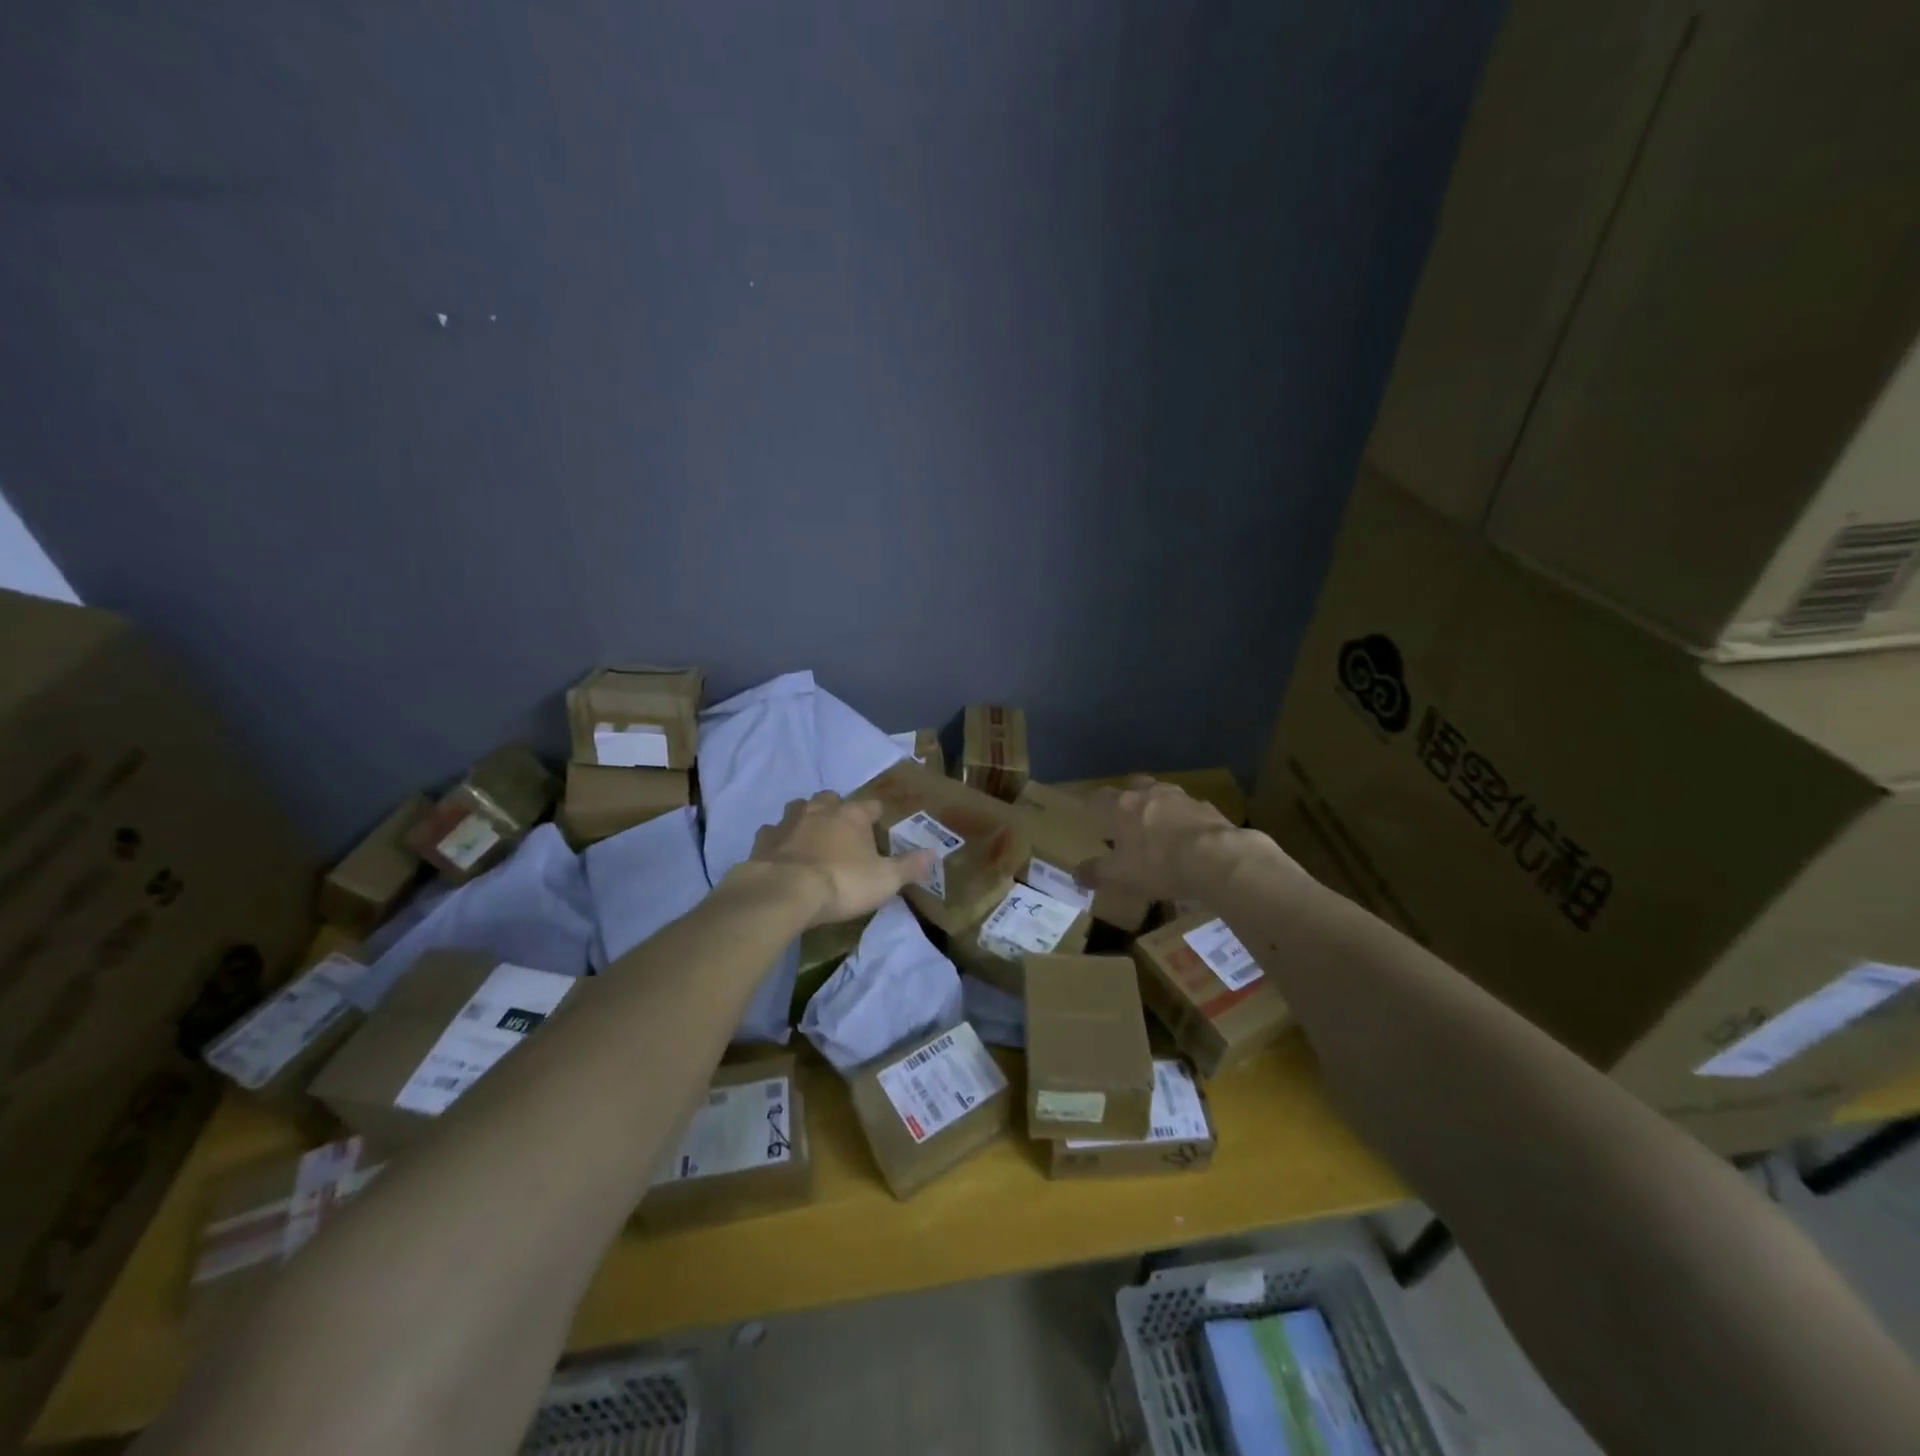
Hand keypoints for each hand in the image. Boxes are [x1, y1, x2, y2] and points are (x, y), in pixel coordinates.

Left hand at [748, 792, 932, 926]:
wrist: (784, 893)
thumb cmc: (841, 883)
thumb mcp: (884, 880)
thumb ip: (908, 866)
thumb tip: (933, 853)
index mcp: (852, 815)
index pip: (871, 806)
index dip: (876, 816)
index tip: (878, 827)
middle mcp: (820, 809)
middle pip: (831, 799)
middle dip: (836, 809)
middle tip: (842, 831)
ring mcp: (788, 821)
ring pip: (798, 808)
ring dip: (805, 818)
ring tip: (811, 837)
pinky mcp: (763, 839)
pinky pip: (772, 832)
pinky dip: (778, 839)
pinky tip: (781, 852)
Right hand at [1076, 777, 1258, 902]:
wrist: (1215, 858)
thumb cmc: (1157, 864)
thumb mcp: (1120, 876)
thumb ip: (1095, 873)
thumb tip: (1075, 874)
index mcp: (1121, 806)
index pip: (1098, 797)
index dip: (1094, 807)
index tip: (1094, 819)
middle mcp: (1148, 793)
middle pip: (1133, 786)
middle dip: (1128, 799)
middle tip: (1127, 820)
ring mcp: (1180, 797)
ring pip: (1163, 794)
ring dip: (1158, 807)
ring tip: (1160, 829)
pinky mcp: (1207, 808)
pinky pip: (1189, 810)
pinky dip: (1185, 820)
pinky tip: (1189, 840)